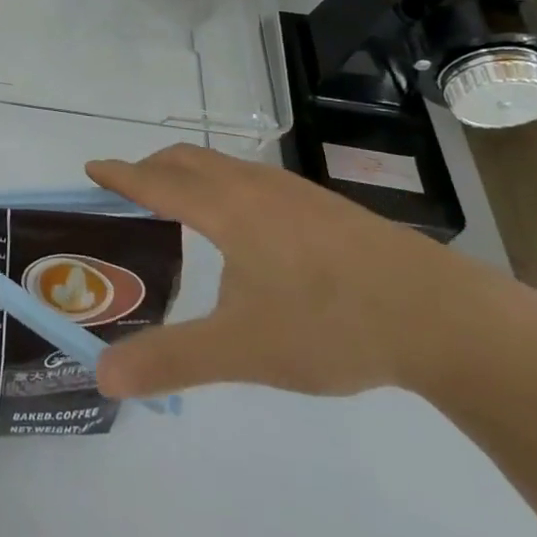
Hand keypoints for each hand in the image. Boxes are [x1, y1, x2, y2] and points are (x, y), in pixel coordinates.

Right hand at [87, 144, 536, 399]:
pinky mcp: (326, 208)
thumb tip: (101, 377)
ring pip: (226, 166)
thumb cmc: (330, 323)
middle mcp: (255, 187)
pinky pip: (255, 180)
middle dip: (152, 167)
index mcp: (226, 209)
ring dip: (191, 174)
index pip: (156, 181)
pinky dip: (225, 186)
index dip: (121, 174)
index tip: (93, 167)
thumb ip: (170, 361)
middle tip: (130, 188)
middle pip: (189, 160)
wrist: (443, 316)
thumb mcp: (242, 349)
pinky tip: (249, 227)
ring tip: (182, 204)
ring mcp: (295, 192)